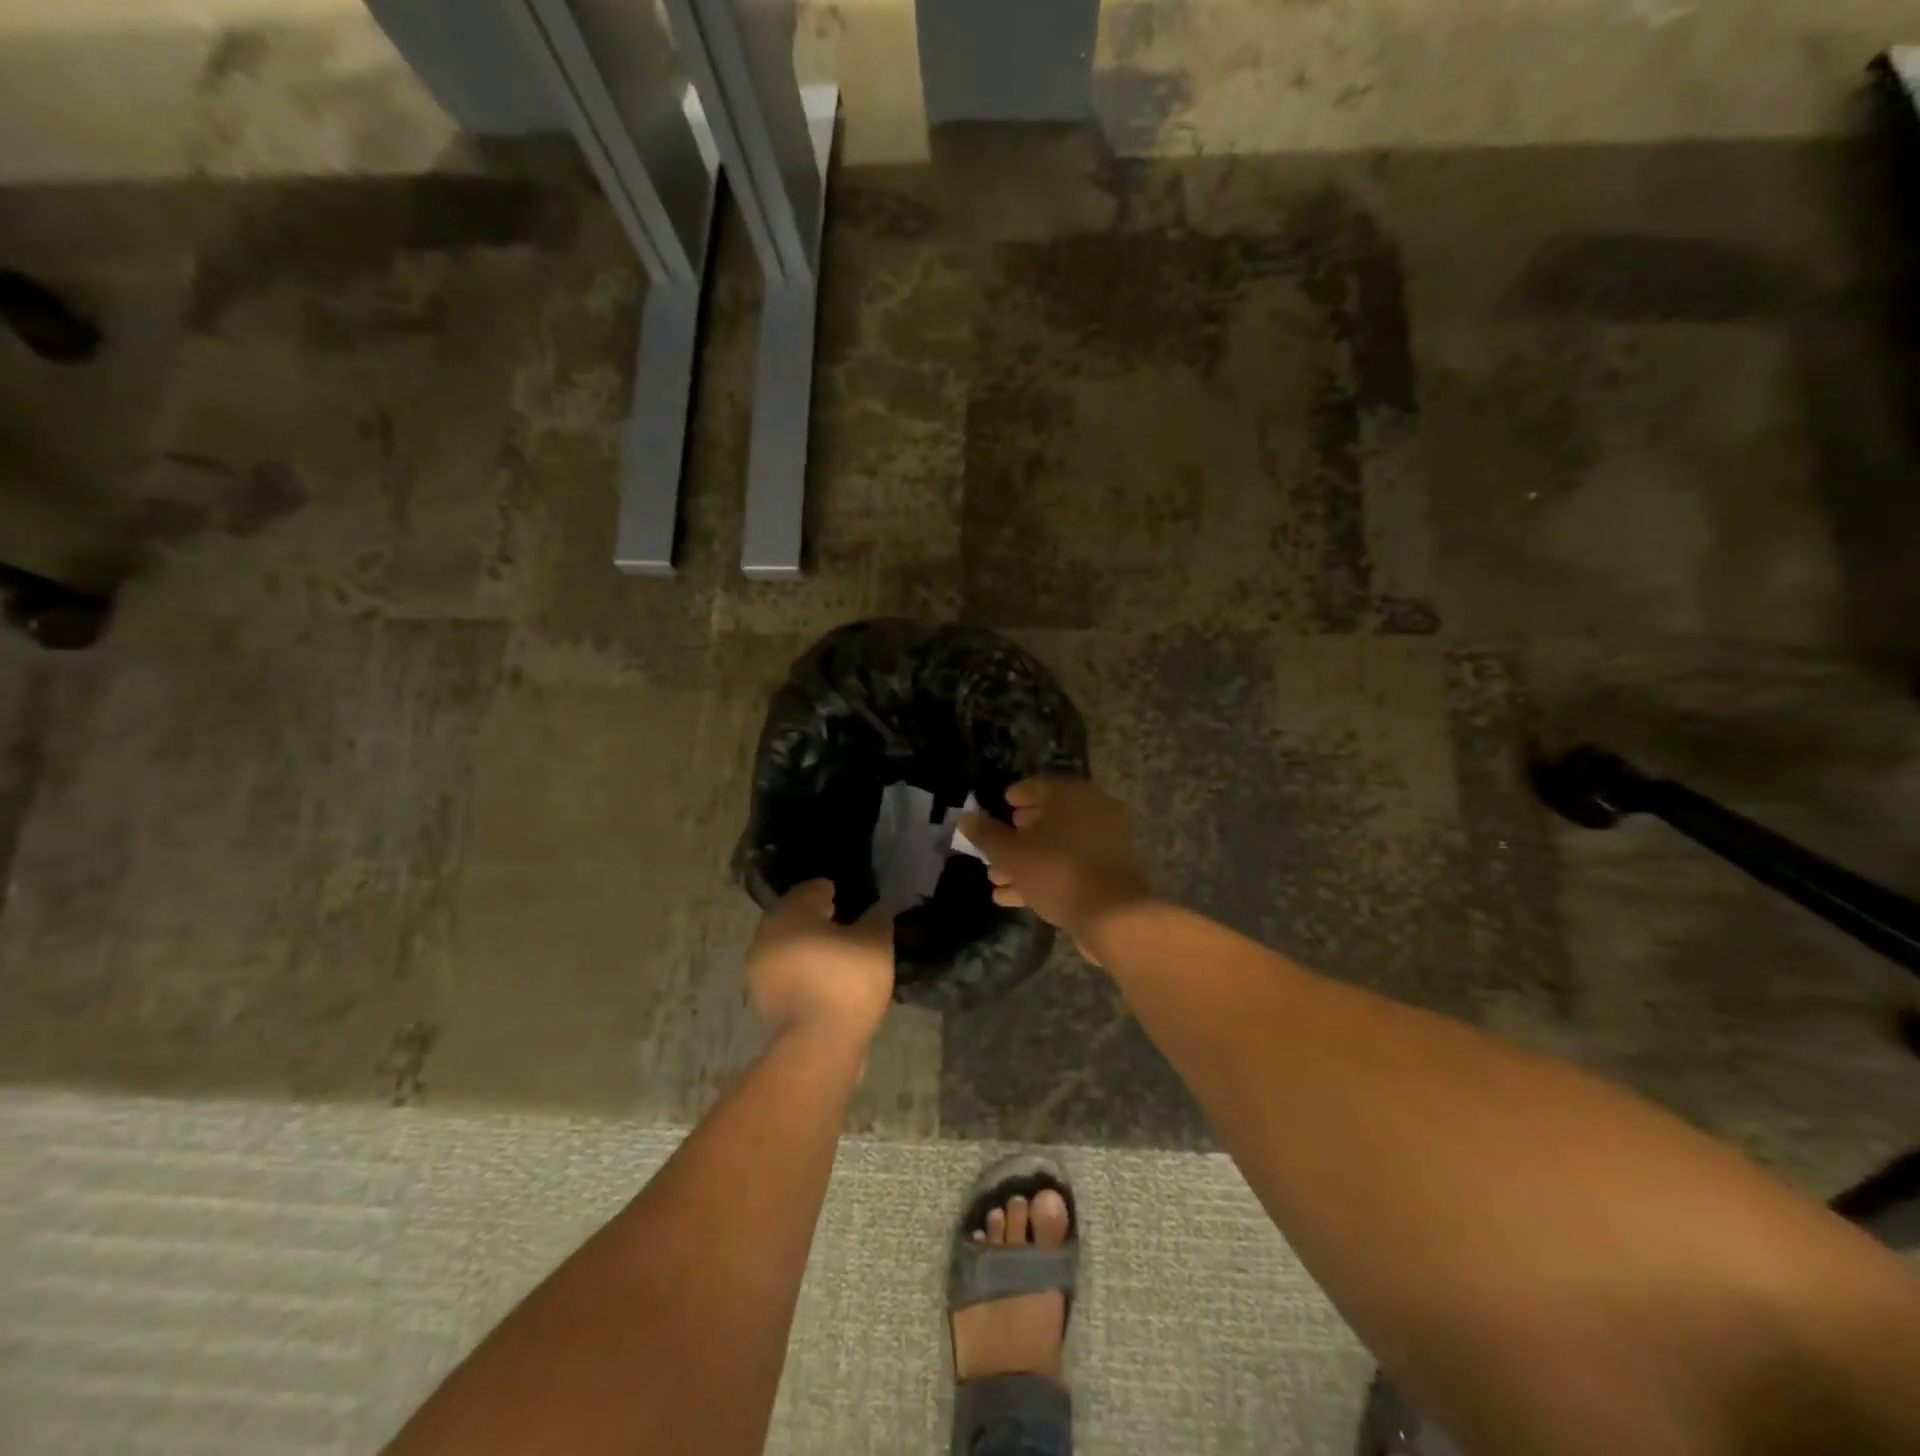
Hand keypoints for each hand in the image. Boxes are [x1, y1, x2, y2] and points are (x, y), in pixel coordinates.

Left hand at [747, 880, 893, 1050]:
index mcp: (791, 913)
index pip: (808, 890)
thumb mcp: (876, 942)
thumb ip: (877, 918)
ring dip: (803, 942)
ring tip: (831, 948)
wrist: (820, 1042)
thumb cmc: (848, 980)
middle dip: (811, 915)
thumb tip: (877, 908)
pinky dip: (799, 966)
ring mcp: (759, 968)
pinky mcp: (762, 998)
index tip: (840, 893)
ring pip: (784, 944)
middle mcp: (767, 934)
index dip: (825, 889)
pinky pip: (783, 970)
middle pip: (791, 916)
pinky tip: (822, 974)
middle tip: (836, 917)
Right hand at [960, 778, 1155, 950]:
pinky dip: (1043, 876)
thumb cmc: (1056, 871)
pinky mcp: (1107, 874)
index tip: (1002, 804)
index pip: (1039, 785)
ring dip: (1026, 860)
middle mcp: (1092, 812)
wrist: (1111, 915)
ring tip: (995, 877)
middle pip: (1049, 818)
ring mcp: (1103, 844)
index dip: (1017, 795)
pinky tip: (1011, 896)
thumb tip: (967, 818)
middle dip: (1018, 833)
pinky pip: (1069, 868)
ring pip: (1057, 847)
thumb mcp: (1011, 853)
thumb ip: (986, 834)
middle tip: (996, 843)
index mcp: (1072, 796)